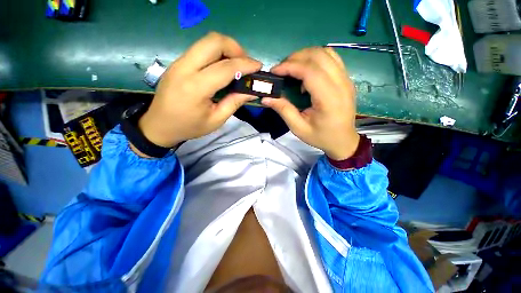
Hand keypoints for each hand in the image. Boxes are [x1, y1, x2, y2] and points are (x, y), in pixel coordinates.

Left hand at [138, 32, 261, 148]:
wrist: (159, 125)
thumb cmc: (189, 127)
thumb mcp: (216, 120)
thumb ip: (234, 103)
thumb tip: (251, 92)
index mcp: (196, 87)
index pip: (225, 67)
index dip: (245, 64)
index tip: (258, 67)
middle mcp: (185, 68)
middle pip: (214, 41)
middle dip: (235, 48)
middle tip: (245, 64)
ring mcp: (179, 62)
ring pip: (207, 41)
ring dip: (226, 49)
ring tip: (237, 65)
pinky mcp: (178, 62)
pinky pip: (201, 49)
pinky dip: (217, 53)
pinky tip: (223, 67)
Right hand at [261, 47, 358, 160]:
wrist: (343, 140)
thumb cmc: (321, 136)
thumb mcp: (298, 128)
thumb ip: (283, 110)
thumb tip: (266, 98)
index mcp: (329, 99)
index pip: (310, 71)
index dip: (290, 66)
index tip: (274, 71)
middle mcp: (341, 84)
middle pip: (318, 56)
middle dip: (295, 58)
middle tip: (281, 70)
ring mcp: (346, 79)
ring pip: (326, 53)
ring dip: (305, 55)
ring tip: (292, 68)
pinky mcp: (346, 78)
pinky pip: (332, 58)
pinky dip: (316, 58)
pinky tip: (307, 71)